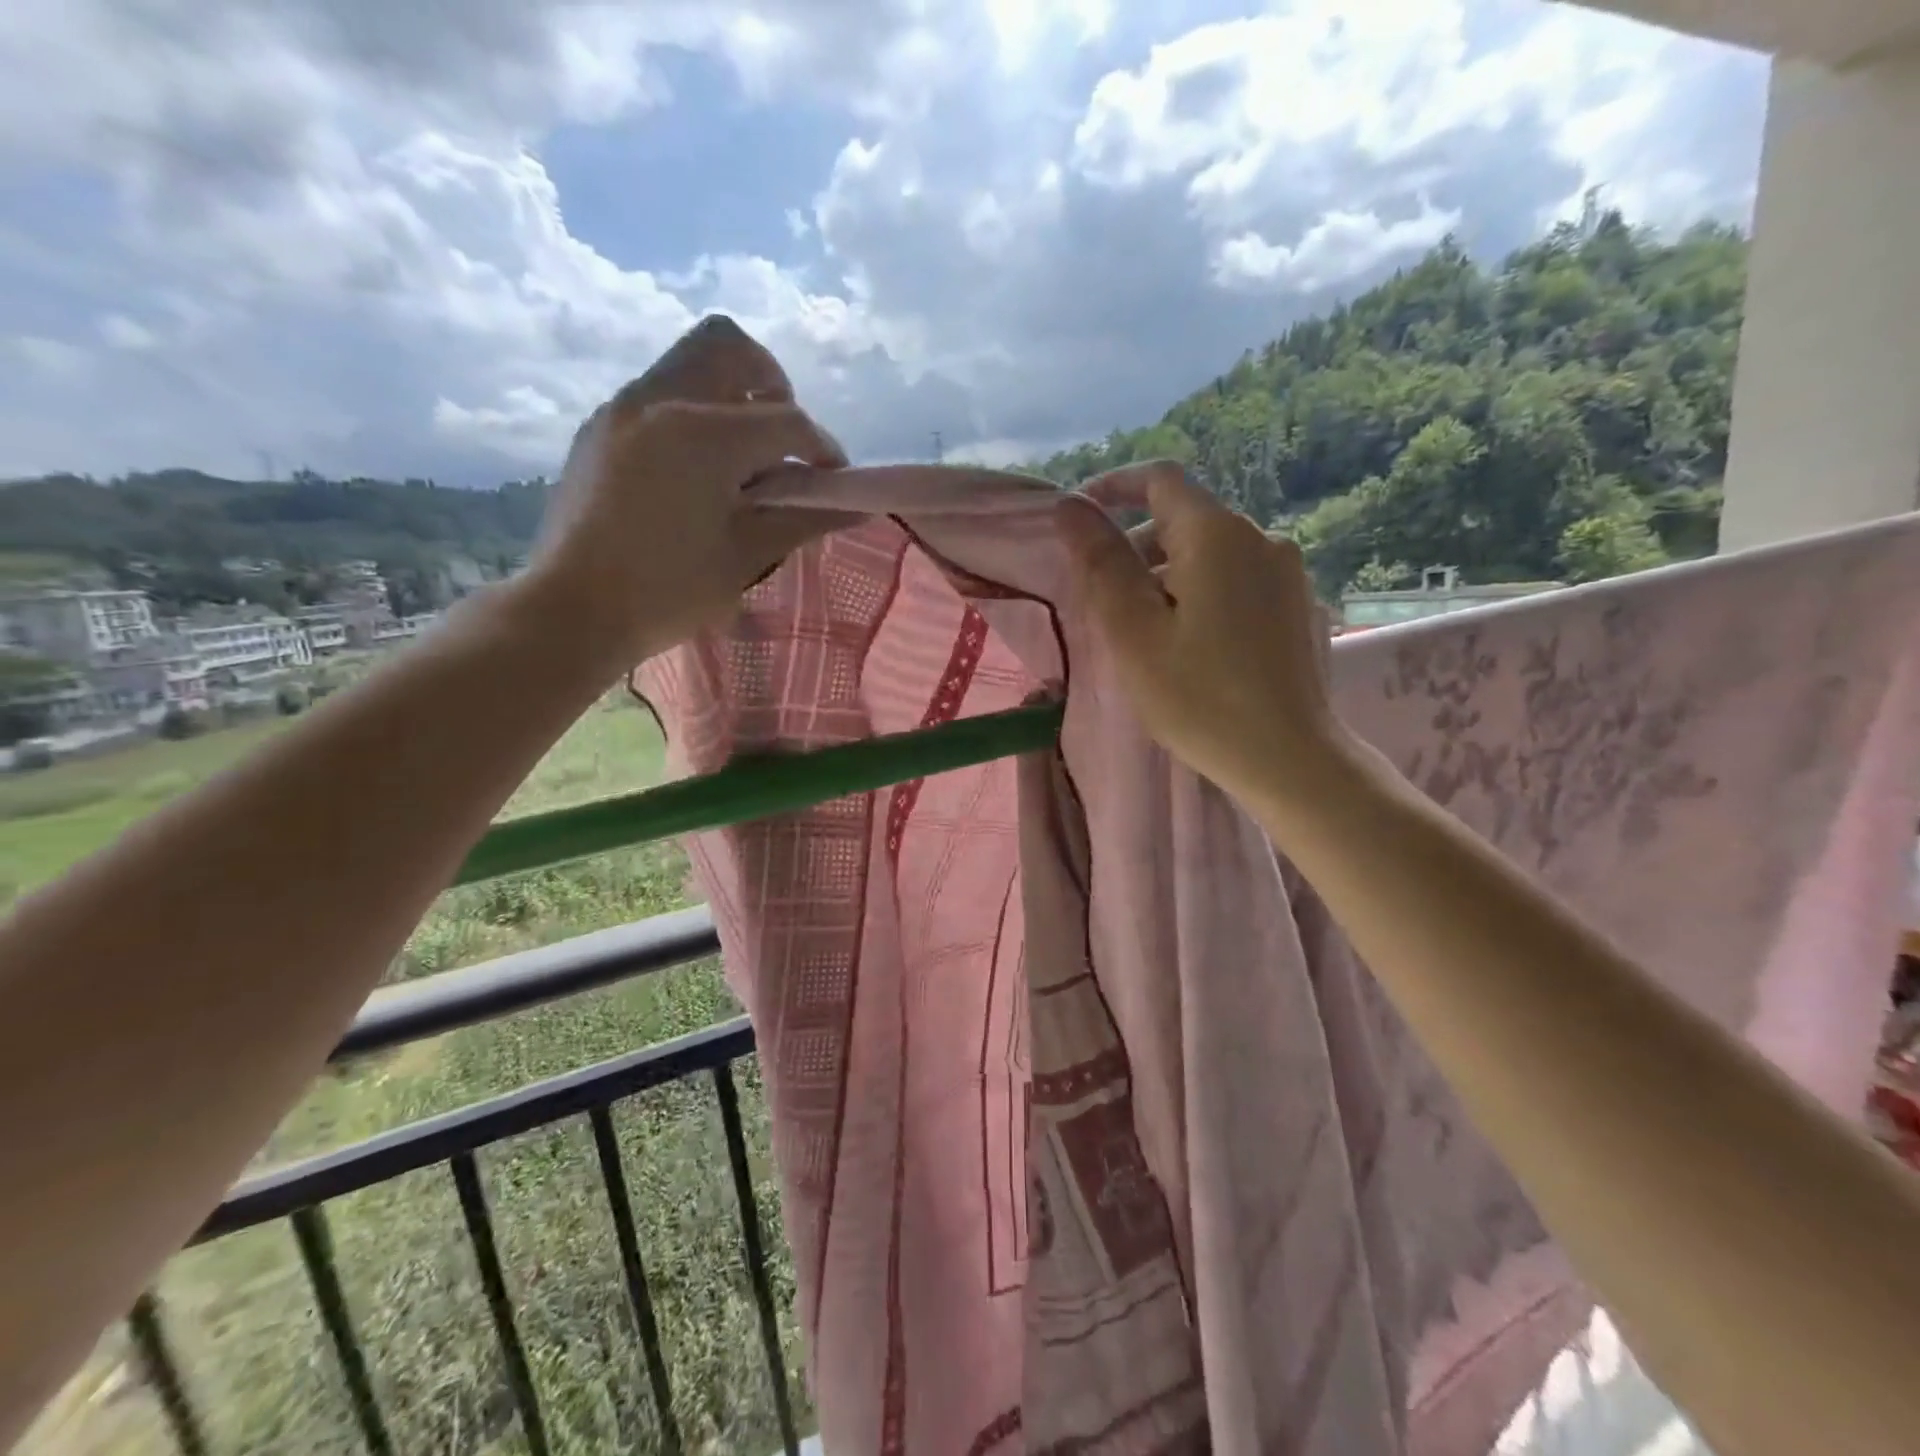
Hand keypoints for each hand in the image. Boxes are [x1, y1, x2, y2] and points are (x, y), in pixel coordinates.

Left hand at [518, 316, 847, 670]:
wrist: (571, 610)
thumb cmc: (668, 592)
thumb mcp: (746, 556)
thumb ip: (805, 519)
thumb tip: (858, 505)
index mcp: (703, 435)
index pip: (785, 420)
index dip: (822, 448)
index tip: (834, 480)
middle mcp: (660, 401)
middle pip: (728, 347)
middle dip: (771, 383)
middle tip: (784, 439)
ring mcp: (623, 409)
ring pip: (689, 363)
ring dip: (730, 395)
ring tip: (744, 458)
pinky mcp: (601, 428)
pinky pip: (660, 394)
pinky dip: (694, 413)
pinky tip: (699, 472)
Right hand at [1056, 466, 1347, 806]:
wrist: (1289, 758)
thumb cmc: (1199, 697)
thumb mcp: (1134, 632)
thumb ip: (1102, 562)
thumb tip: (1071, 506)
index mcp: (1217, 534)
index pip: (1159, 479)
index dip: (1112, 487)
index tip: (1078, 520)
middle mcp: (1260, 537)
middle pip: (1183, 518)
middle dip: (1135, 545)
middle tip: (1101, 600)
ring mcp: (1285, 571)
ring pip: (1209, 551)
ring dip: (1165, 572)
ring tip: (1141, 629)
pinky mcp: (1296, 603)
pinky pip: (1234, 577)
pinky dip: (1198, 590)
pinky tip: (1188, 642)